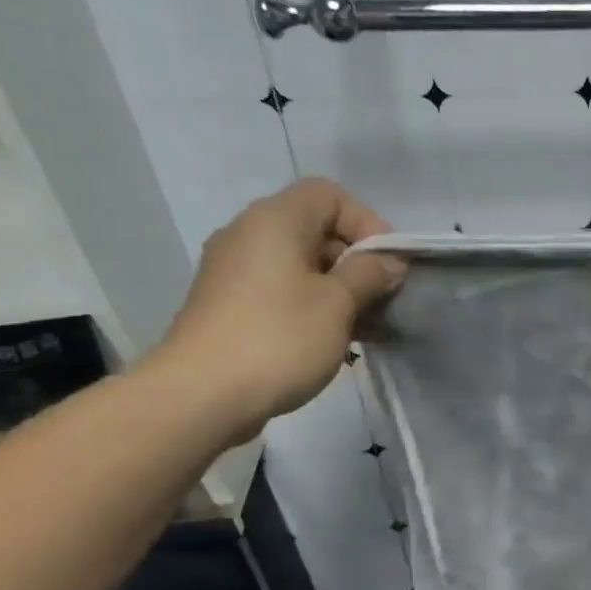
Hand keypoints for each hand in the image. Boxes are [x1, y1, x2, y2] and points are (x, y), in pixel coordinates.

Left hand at [152, 179, 403, 442]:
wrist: (202, 394)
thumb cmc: (279, 339)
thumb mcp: (338, 304)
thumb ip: (369, 274)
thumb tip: (388, 261)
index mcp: (275, 220)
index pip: (330, 195)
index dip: (367, 223)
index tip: (387, 267)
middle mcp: (249, 234)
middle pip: (315, 229)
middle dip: (356, 261)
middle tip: (382, 301)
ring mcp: (234, 270)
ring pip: (300, 264)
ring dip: (338, 289)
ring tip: (362, 328)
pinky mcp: (229, 304)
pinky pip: (281, 289)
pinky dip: (311, 305)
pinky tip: (330, 341)